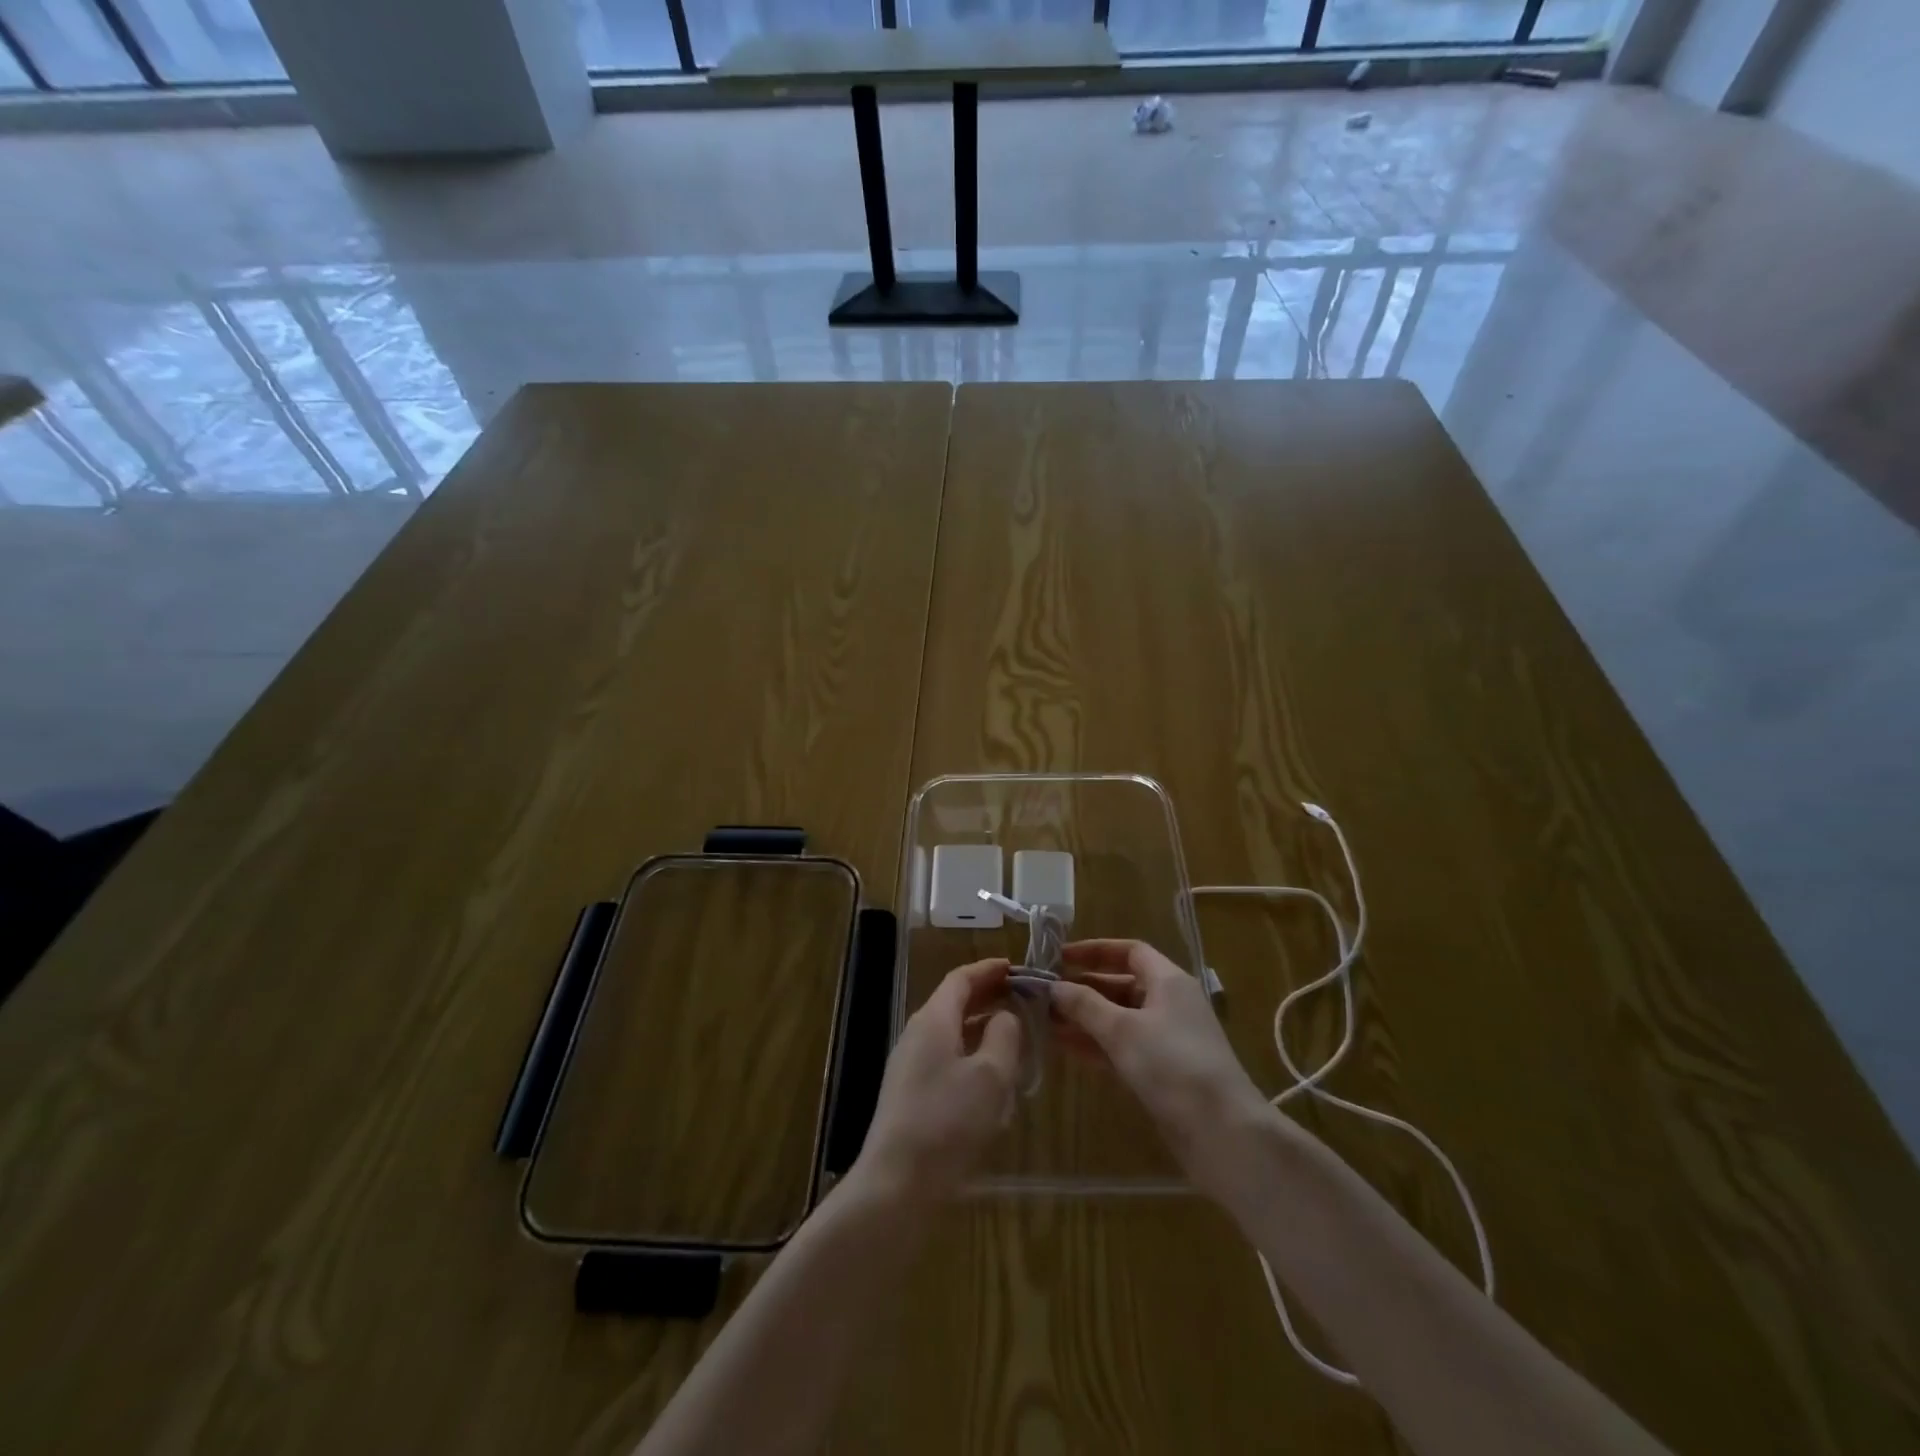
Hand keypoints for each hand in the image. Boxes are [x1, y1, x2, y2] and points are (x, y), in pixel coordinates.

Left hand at [852, 958, 1022, 1205]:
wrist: (896, 1184)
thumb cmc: (948, 1122)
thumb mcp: (990, 1076)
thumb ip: (1004, 1036)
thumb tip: (1005, 1016)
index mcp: (933, 1020)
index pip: (961, 978)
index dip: (989, 970)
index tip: (1016, 967)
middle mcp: (917, 1035)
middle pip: (954, 1002)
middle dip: (988, 996)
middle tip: (1022, 997)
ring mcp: (910, 1066)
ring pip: (951, 1033)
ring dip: (981, 1027)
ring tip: (1014, 1035)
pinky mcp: (910, 1095)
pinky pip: (946, 1060)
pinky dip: (971, 1055)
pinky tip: (991, 1079)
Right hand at [1050, 940, 1269, 1203]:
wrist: (1223, 1134)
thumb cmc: (1172, 1066)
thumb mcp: (1123, 1030)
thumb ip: (1085, 1005)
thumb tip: (1054, 986)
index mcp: (1168, 981)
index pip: (1130, 951)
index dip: (1095, 951)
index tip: (1060, 958)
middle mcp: (1170, 1004)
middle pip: (1122, 985)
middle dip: (1084, 989)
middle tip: (1045, 995)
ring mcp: (1168, 1040)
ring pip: (1120, 1019)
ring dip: (1085, 1019)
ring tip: (1045, 1022)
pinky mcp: (1163, 1072)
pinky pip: (1123, 1047)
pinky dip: (1096, 1045)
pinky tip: (1065, 1048)